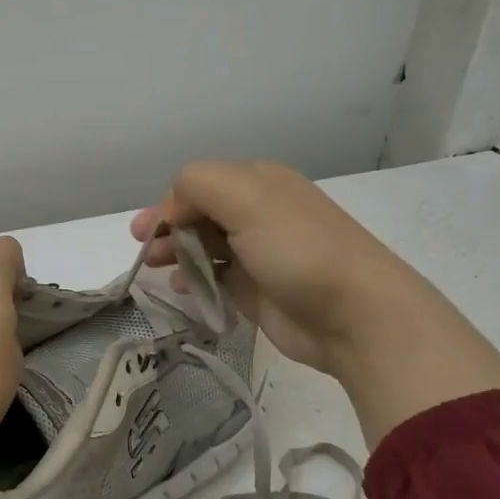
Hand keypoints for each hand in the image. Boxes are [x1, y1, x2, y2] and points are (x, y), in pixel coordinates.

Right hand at [133, 160, 499, 445]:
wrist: (356, 315)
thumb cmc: (298, 249)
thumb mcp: (245, 198)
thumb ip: (197, 185)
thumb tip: (172, 211)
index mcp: (259, 183)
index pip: (199, 184)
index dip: (169, 204)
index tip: (149, 231)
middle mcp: (259, 214)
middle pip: (199, 214)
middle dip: (167, 228)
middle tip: (143, 250)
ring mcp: (259, 254)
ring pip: (204, 246)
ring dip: (177, 254)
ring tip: (158, 270)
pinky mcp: (258, 291)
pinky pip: (216, 279)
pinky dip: (195, 280)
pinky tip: (184, 289)